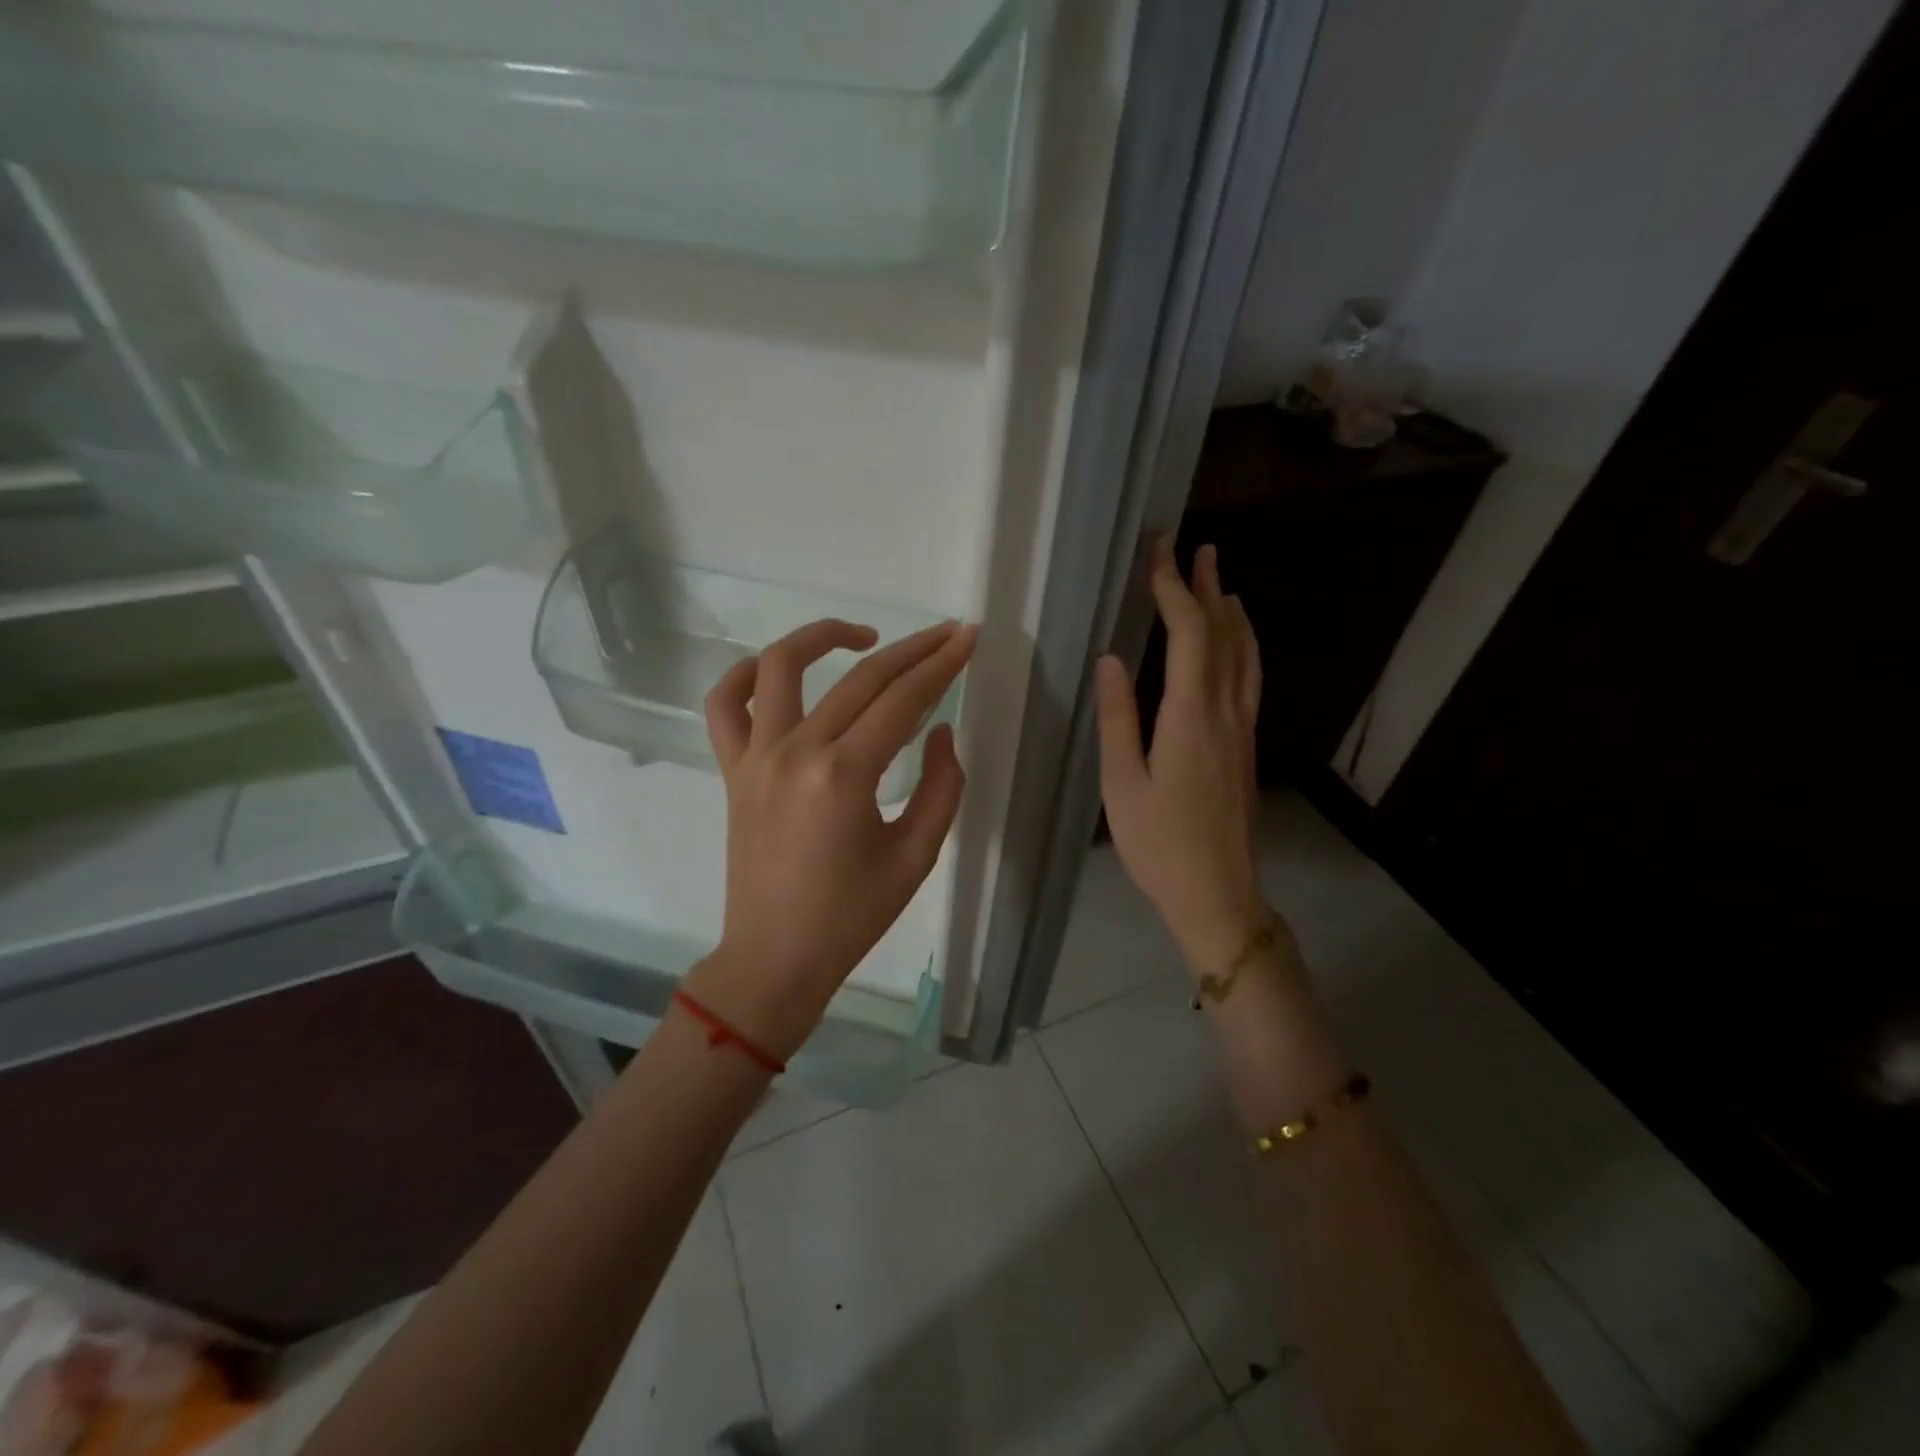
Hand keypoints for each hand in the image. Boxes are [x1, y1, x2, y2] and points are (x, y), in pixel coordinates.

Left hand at [687, 617, 975, 1058]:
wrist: (775, 957)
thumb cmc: (852, 917)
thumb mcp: (916, 857)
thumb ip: (941, 787)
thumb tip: (940, 732)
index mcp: (845, 777)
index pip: (903, 700)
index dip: (941, 665)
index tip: (967, 639)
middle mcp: (796, 752)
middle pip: (860, 678)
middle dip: (911, 649)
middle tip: (945, 634)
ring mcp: (755, 756)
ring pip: (780, 666)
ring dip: (823, 637)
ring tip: (864, 637)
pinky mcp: (733, 769)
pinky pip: (725, 705)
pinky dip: (746, 674)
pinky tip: (776, 671)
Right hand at [1096, 538, 1268, 976]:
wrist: (1218, 893)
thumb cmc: (1159, 843)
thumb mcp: (1122, 783)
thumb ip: (1118, 718)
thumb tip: (1110, 659)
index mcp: (1191, 717)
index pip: (1190, 635)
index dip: (1175, 590)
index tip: (1159, 554)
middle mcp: (1227, 712)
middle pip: (1225, 635)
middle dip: (1208, 588)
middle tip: (1197, 549)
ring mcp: (1244, 729)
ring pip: (1246, 655)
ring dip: (1232, 613)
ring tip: (1223, 582)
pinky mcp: (1247, 746)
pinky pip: (1251, 678)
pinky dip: (1244, 646)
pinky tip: (1237, 646)